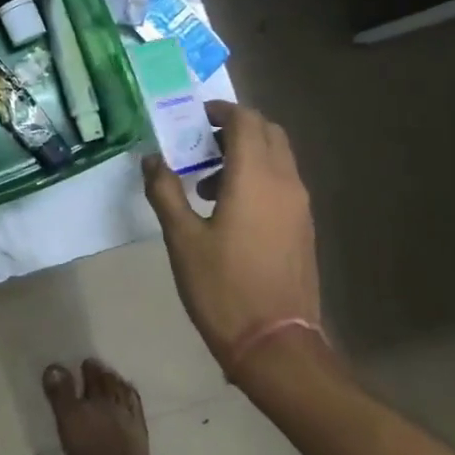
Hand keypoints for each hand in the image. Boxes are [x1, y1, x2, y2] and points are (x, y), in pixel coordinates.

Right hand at [142, 101, 324, 387]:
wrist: (276, 345)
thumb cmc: (223, 287)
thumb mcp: (182, 238)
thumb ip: (165, 191)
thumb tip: (152, 159)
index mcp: (255, 177)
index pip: (246, 120)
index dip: (220, 110)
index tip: (193, 117)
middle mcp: (285, 182)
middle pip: (268, 132)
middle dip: (235, 128)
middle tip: (199, 143)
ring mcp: (300, 206)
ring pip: (278, 157)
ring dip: (246, 153)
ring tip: (205, 181)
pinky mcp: (303, 227)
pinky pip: (283, 182)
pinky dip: (258, 176)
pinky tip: (228, 209)